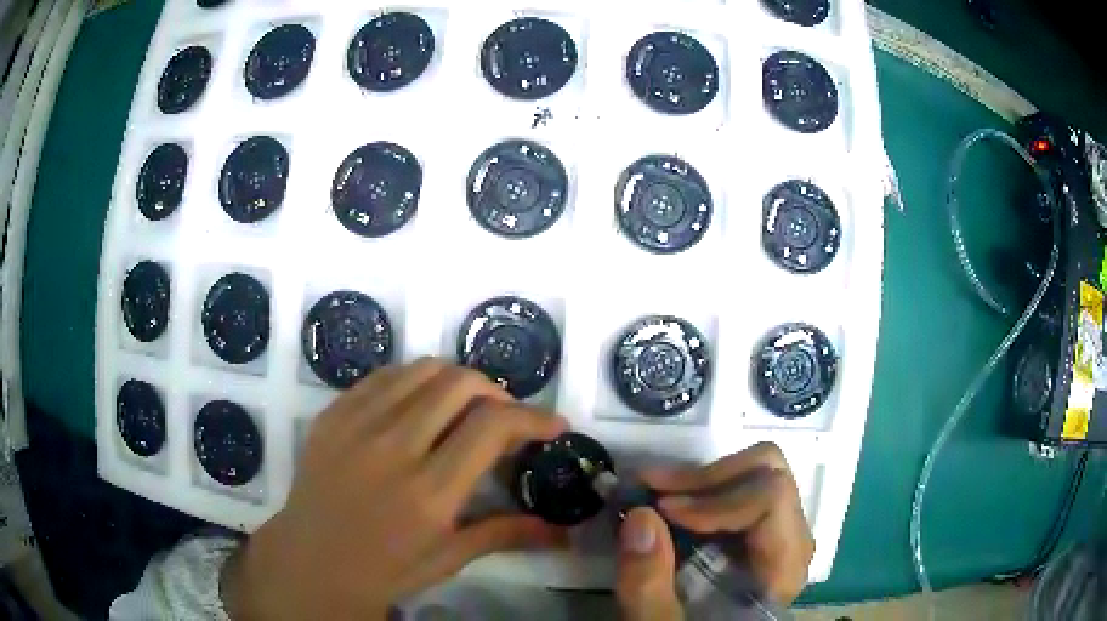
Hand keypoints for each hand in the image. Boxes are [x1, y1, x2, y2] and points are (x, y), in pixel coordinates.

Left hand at [221, 359, 568, 619]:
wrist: (311, 561)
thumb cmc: (385, 569)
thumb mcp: (448, 558)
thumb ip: (505, 533)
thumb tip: (563, 532)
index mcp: (428, 493)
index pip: (492, 427)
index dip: (533, 417)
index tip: (553, 425)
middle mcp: (393, 448)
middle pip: (460, 384)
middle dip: (497, 392)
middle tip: (504, 418)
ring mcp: (357, 425)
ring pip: (423, 370)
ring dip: (457, 380)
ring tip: (464, 407)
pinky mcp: (334, 414)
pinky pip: (384, 376)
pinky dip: (414, 381)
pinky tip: (419, 406)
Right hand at [615, 443, 814, 620]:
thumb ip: (649, 585)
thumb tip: (640, 516)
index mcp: (782, 567)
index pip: (771, 499)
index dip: (716, 498)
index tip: (663, 510)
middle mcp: (789, 539)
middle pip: (768, 472)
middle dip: (705, 477)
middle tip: (654, 490)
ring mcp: (775, 532)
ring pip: (755, 472)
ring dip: (699, 480)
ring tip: (651, 493)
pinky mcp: (754, 532)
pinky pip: (739, 489)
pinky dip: (699, 490)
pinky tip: (665, 506)